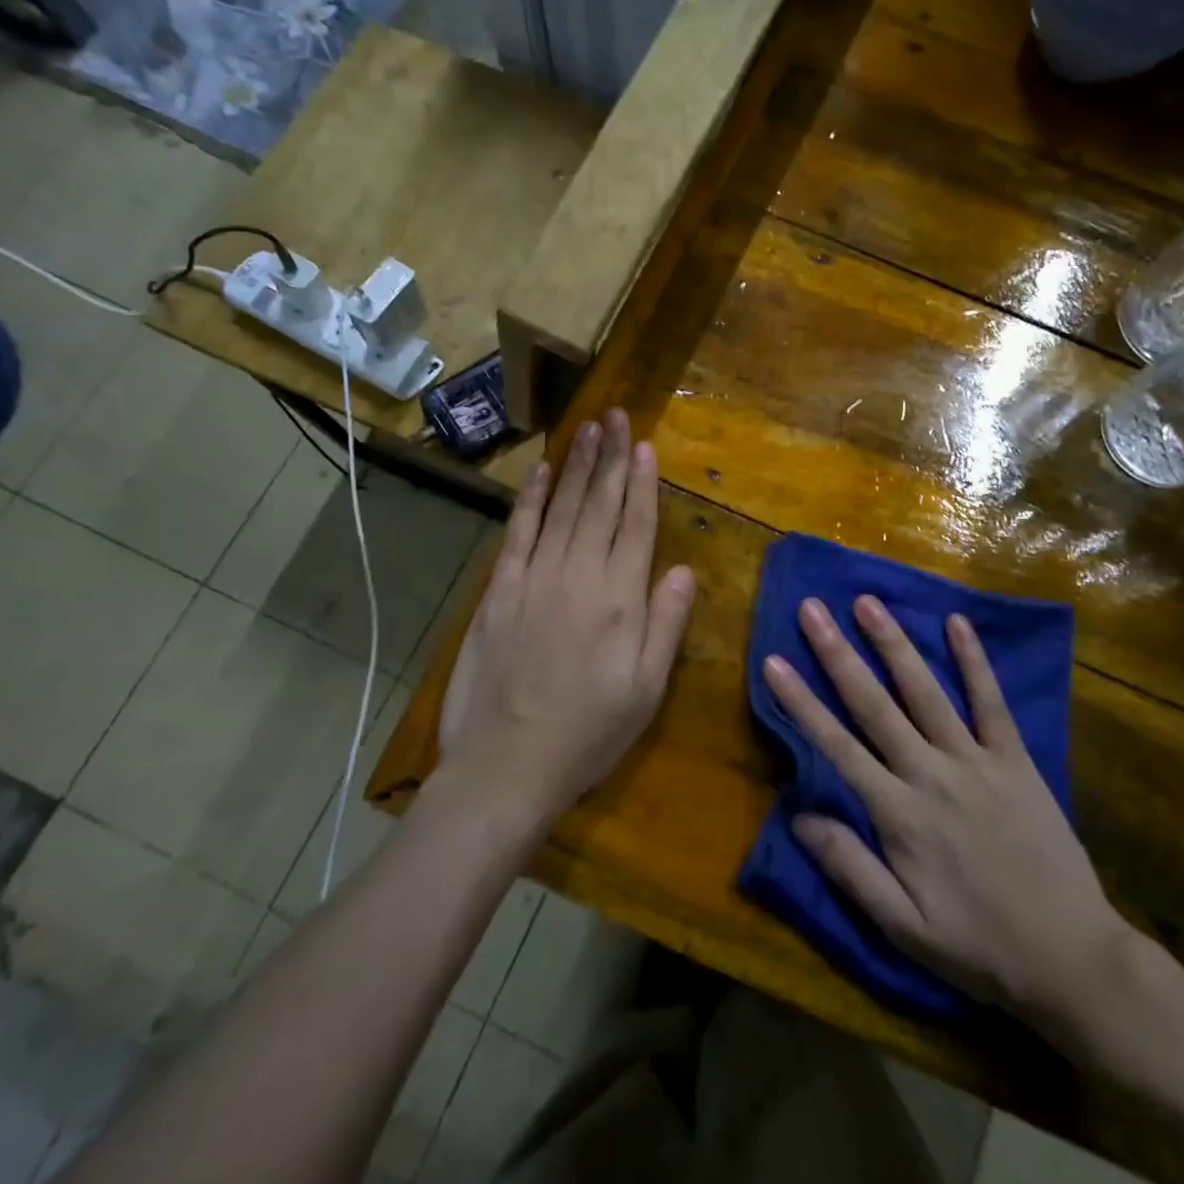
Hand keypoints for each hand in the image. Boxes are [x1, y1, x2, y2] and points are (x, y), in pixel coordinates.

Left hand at [439, 410, 695, 827]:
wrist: (505, 766)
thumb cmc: (587, 734)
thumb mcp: (646, 691)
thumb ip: (665, 624)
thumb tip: (682, 570)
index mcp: (619, 600)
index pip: (636, 525)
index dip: (643, 483)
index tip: (646, 445)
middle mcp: (579, 576)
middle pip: (600, 505)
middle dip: (611, 457)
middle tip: (618, 416)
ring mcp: (535, 578)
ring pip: (563, 508)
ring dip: (577, 465)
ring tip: (590, 427)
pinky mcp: (500, 590)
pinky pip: (519, 532)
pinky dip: (532, 499)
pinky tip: (543, 471)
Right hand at [765, 596, 1132, 1039]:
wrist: (1070, 957)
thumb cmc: (977, 945)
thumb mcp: (902, 928)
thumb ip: (850, 868)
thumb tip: (797, 817)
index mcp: (898, 814)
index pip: (836, 746)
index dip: (801, 703)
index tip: (774, 661)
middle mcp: (931, 774)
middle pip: (874, 704)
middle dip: (838, 654)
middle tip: (813, 608)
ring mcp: (976, 761)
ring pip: (926, 692)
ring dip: (894, 644)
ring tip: (868, 602)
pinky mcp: (1015, 759)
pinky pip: (992, 702)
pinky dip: (974, 661)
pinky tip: (957, 623)